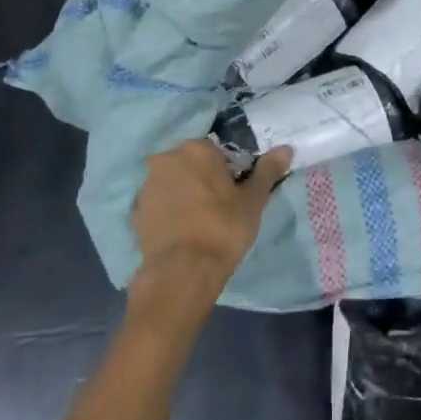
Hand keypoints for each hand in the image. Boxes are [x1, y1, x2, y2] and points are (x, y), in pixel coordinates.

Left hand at [131, 140, 293, 286]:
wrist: (182, 271)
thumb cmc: (224, 228)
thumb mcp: (253, 200)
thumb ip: (268, 170)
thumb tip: (286, 149)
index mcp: (196, 149)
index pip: (216, 152)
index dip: (227, 172)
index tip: (234, 192)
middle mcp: (167, 158)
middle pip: (190, 164)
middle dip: (202, 179)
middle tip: (219, 206)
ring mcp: (147, 185)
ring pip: (172, 182)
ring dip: (183, 193)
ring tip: (198, 222)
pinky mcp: (135, 211)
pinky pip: (158, 204)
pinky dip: (168, 212)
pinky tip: (181, 232)